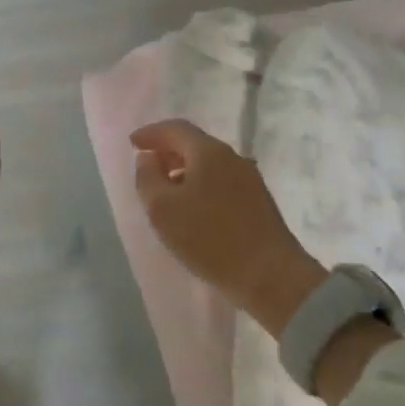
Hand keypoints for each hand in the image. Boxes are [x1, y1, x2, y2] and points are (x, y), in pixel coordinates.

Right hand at [129, 118, 325, 336]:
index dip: (151, 133)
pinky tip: (193, 208)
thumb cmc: (210, 238)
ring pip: (209, 164)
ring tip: (166, 191)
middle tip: (147, 166)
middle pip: (194, 144)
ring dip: (184, 170)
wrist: (272, 276)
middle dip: (168, 151)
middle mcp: (232, 158)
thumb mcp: (162, 208)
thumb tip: (148, 159)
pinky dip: (200, 185)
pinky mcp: (258, 202)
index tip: (132, 144)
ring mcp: (250, 180)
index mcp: (209, 152)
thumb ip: (147, 177)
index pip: (175, 129)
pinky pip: (221, 182)